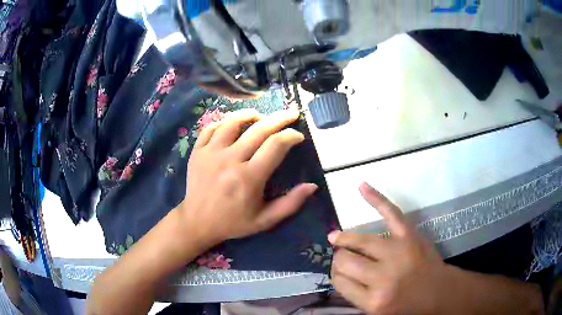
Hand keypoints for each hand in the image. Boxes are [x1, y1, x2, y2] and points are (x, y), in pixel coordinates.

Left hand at [179, 109, 317, 245]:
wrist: (197, 222)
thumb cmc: (233, 222)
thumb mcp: (265, 220)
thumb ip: (290, 204)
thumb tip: (313, 186)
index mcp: (249, 177)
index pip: (276, 145)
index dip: (291, 136)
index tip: (298, 136)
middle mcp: (230, 160)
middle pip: (259, 128)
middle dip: (280, 118)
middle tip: (291, 113)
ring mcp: (211, 153)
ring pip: (233, 121)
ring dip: (251, 115)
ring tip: (261, 116)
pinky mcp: (198, 151)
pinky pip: (211, 127)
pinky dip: (224, 122)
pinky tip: (233, 125)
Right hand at [329, 183, 447, 314]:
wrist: (440, 293)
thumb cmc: (408, 307)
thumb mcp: (377, 311)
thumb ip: (356, 295)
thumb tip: (339, 273)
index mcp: (373, 300)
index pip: (339, 281)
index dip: (336, 275)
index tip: (339, 273)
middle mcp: (383, 277)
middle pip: (345, 261)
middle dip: (339, 258)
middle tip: (342, 258)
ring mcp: (398, 252)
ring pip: (360, 240)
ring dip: (345, 238)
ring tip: (337, 238)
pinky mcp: (410, 236)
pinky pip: (391, 213)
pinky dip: (376, 199)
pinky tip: (362, 187)